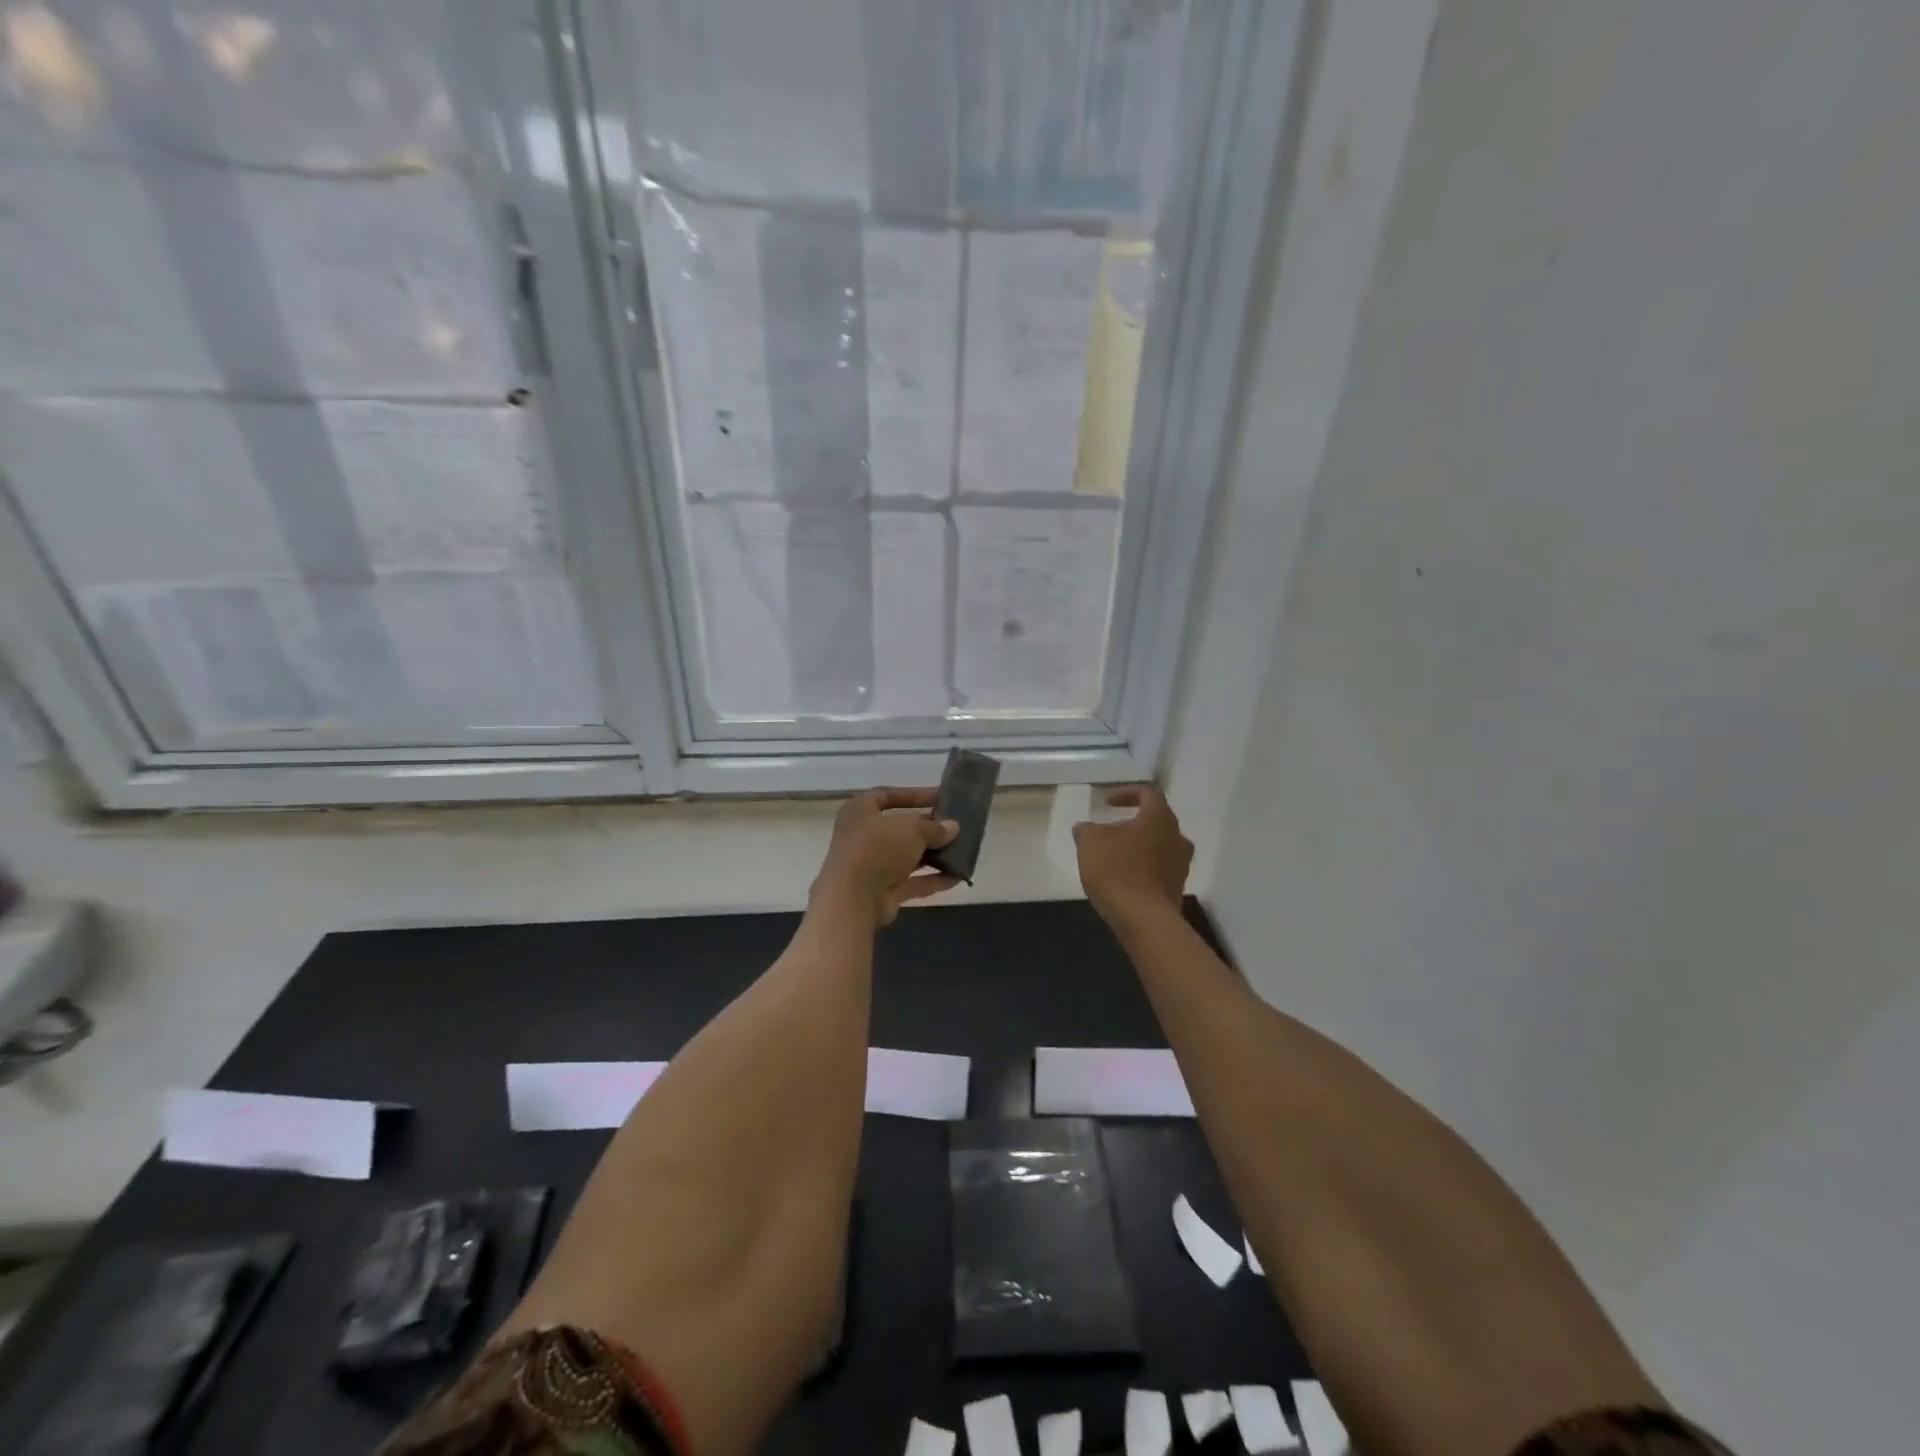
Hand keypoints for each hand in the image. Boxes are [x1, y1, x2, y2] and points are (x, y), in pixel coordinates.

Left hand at [811, 787, 960, 927]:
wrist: (853, 897)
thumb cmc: (878, 848)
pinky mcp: (881, 891)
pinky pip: (911, 882)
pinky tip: (956, 877)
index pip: (887, 795)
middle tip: (953, 827)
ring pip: (906, 857)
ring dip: (932, 855)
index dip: (914, 794)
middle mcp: (862, 836)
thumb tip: (953, 827)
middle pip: (899, 829)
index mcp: (860, 811)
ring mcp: (871, 866)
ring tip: (960, 851)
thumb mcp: (912, 829)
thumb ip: (934, 828)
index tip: (940, 797)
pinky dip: (932, 879)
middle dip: (927, 829)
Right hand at [1072, 785, 1193, 928]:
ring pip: (1158, 845)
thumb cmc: (1117, 871)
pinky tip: (1122, 878)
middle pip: (1155, 820)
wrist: (1145, 921)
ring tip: (1112, 856)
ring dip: (1137, 846)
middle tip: (1108, 831)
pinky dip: (1141, 867)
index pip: (1148, 793)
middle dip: (1130, 823)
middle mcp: (1177, 837)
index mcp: (1159, 818)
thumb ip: (1087, 830)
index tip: (1106, 802)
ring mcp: (1181, 865)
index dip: (1126, 793)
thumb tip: (1086, 827)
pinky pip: (1158, 868)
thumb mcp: (1090, 843)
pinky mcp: (1177, 888)